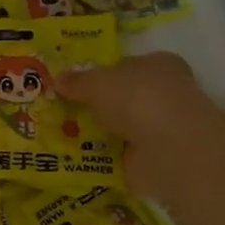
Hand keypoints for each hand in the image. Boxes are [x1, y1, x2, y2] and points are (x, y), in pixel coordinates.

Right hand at [59, 52, 224, 200]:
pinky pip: (121, 155)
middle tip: (64, 112)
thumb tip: (57, 80)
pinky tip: (78, 159)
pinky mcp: (155, 159)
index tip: (76, 86)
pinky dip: (103, 158)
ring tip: (62, 137)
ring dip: (99, 133)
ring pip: (122, 127)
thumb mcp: (96, 83)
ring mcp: (161, 129)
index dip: (103, 74)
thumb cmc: (137, 99)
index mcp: (159, 65)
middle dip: (99, 106)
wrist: (167, 148)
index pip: (128, 66)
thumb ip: (77, 82)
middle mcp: (165, 94)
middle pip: (124, 98)